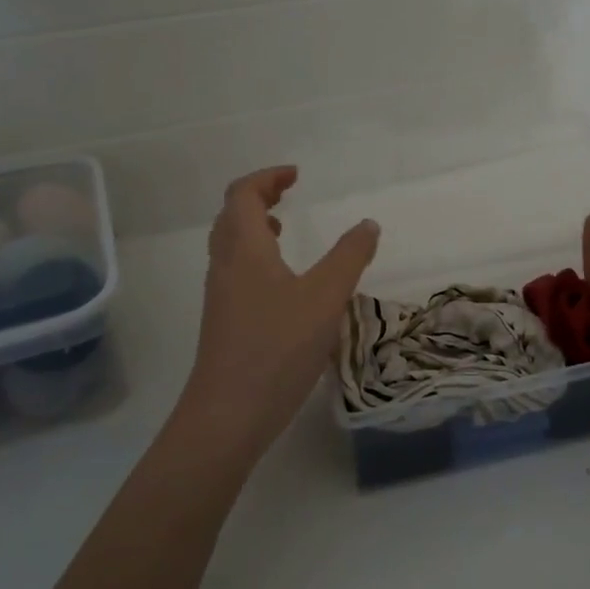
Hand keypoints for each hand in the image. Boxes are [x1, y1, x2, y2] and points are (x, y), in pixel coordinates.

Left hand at [177, 166, 378, 458]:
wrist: (229, 413)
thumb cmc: (278, 347)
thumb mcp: (326, 297)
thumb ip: (350, 257)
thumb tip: (368, 224)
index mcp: (244, 249)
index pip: (243, 195)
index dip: (267, 178)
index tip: (296, 175)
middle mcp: (225, 266)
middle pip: (231, 216)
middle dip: (258, 198)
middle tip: (289, 194)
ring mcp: (221, 296)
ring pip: (230, 246)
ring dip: (254, 228)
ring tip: (285, 231)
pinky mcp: (224, 321)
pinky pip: (235, 271)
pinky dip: (256, 258)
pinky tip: (282, 283)